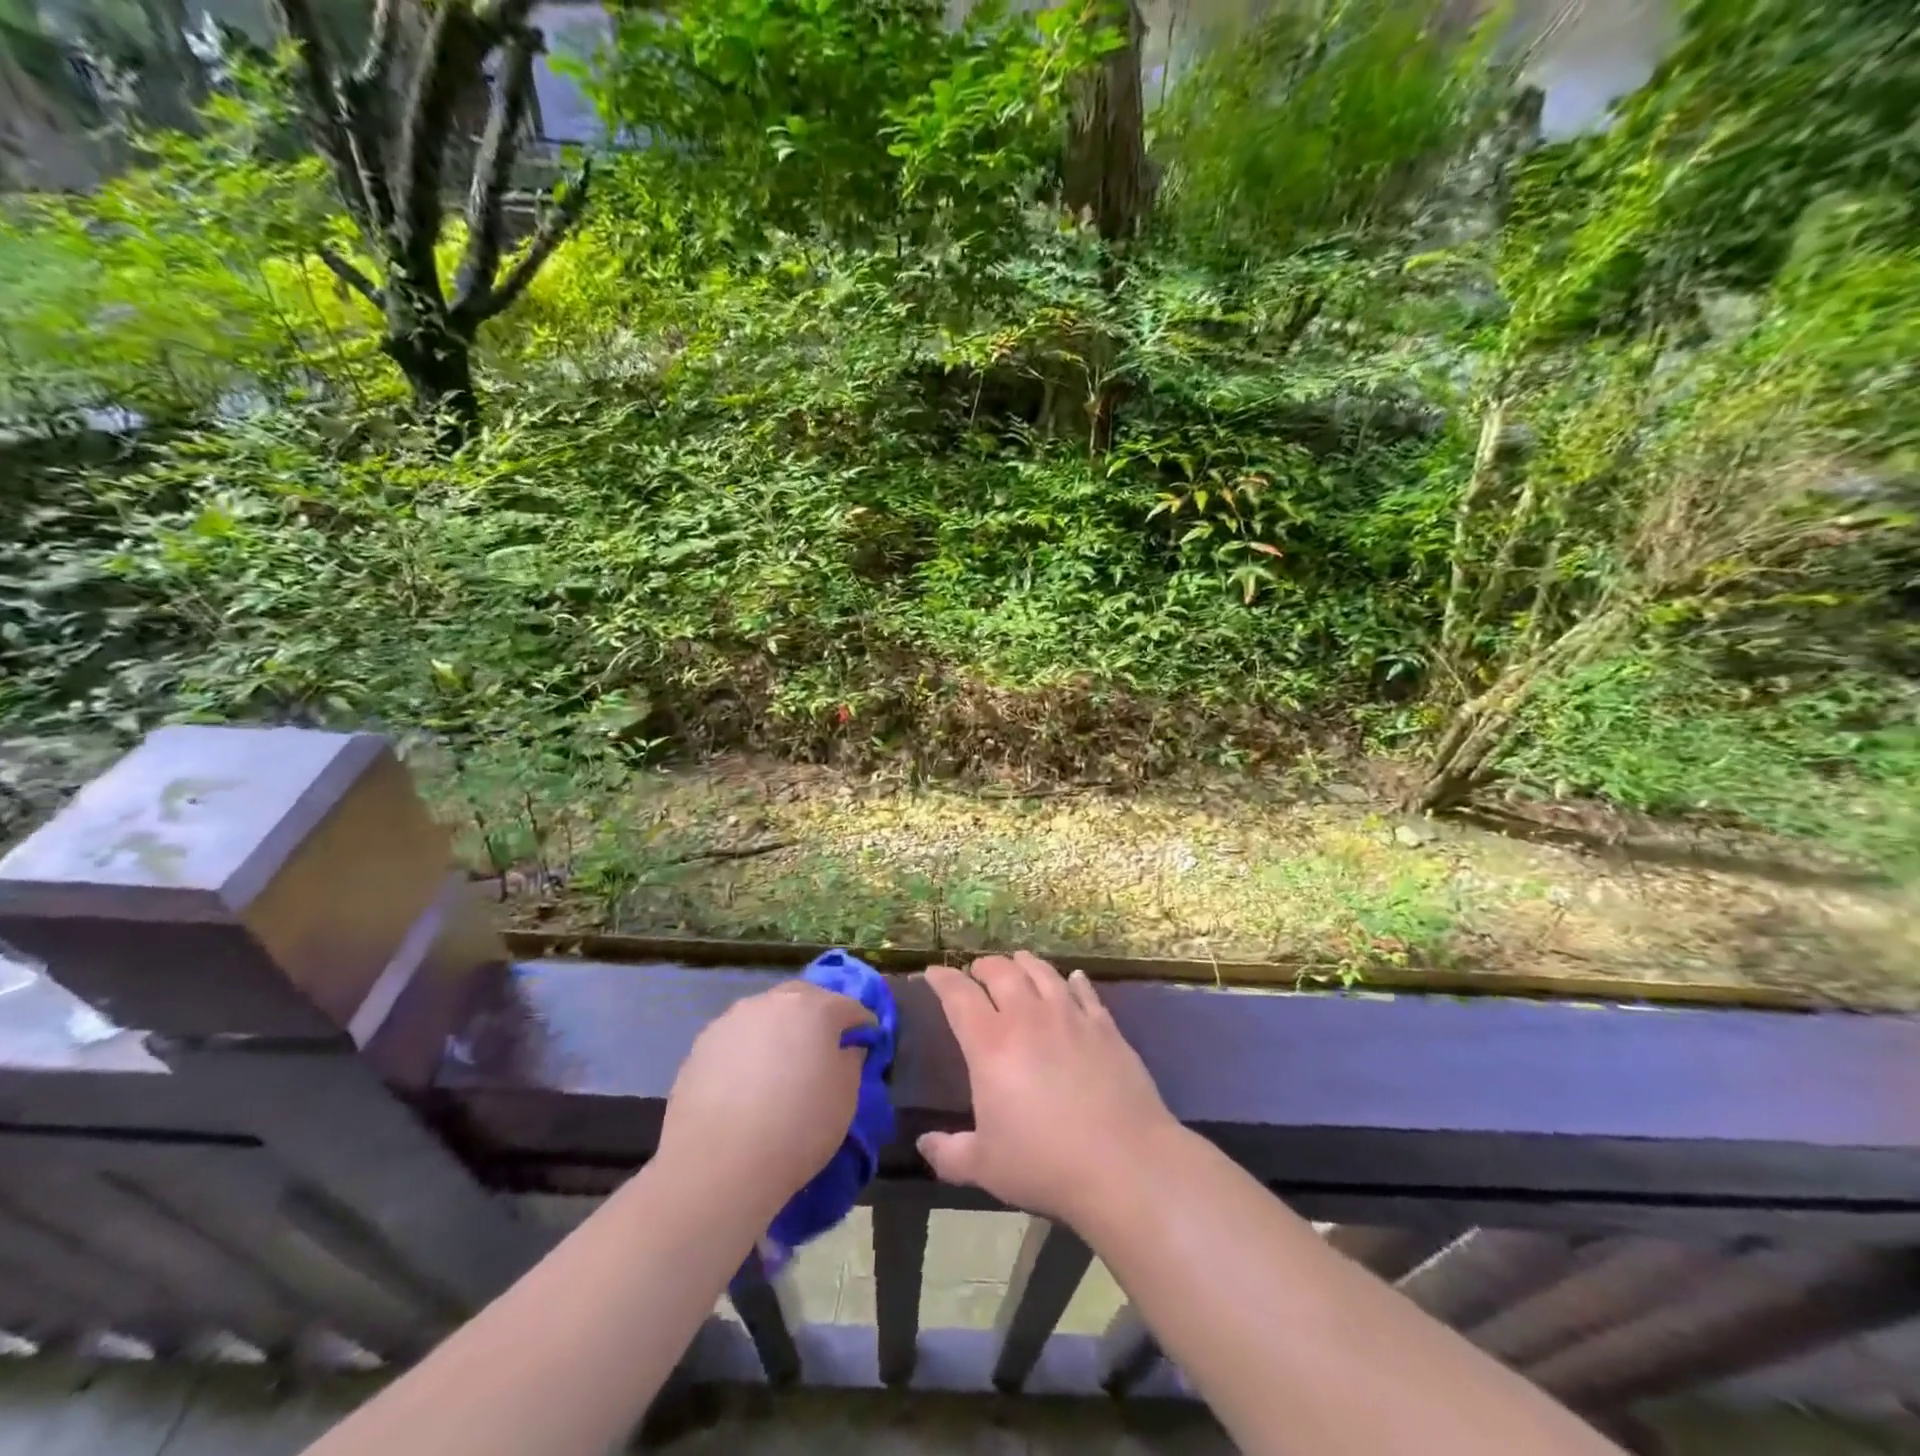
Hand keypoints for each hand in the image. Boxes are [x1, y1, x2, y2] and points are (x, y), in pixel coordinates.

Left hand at [656, 981, 873, 1213]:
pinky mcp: (702, 1044)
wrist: (718, 1166)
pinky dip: (749, 1050)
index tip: (867, 1043)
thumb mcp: (845, 1098)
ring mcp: (733, 1020)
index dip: (862, 1024)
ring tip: (781, 1066)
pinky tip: (747, 1083)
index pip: (850, 1006)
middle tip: (824, 1047)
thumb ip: (851, 1061)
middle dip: (819, 1015)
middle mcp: (773, 1002)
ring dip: (780, 1030)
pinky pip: (738, 1038)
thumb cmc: (797, 1128)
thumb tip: (846, 1047)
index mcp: (815, 1008)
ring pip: (767, 1015)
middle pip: (804, 998)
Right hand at [917, 951, 1181, 1228]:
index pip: (958, 995)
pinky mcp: (1105, 1026)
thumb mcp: (985, 1167)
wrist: (1124, 1162)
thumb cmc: (1045, 1164)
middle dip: (983, 966)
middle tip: (976, 971)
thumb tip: (923, 1144)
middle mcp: (1028, 1017)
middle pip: (1001, 971)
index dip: (942, 979)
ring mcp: (1070, 1016)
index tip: (933, 972)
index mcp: (990, 1044)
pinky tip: (1073, 979)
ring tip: (1017, 962)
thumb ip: (949, 1153)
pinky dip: (1074, 981)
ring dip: (1024, 963)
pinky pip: (1084, 991)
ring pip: (1042, 972)